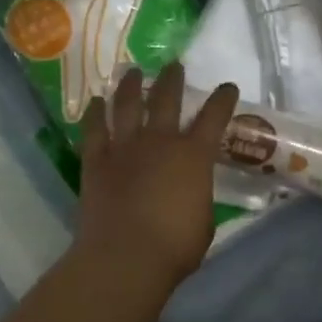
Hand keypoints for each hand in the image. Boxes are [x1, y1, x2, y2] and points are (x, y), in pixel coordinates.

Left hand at [73, 64, 240, 290]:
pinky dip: (95, 113)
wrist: (126, 257)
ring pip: (128, 105)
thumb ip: (199, 197)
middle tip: (173, 65)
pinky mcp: (96, 161)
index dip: (223, 100)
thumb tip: (192, 192)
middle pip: (167, 99)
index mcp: (194, 156)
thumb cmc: (176, 246)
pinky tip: (96, 101)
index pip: (214, 118)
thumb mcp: (204, 221)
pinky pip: (94, 129)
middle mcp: (160, 141)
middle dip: (172, 79)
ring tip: (133, 71)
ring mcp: (125, 147)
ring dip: (131, 85)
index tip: (227, 87)